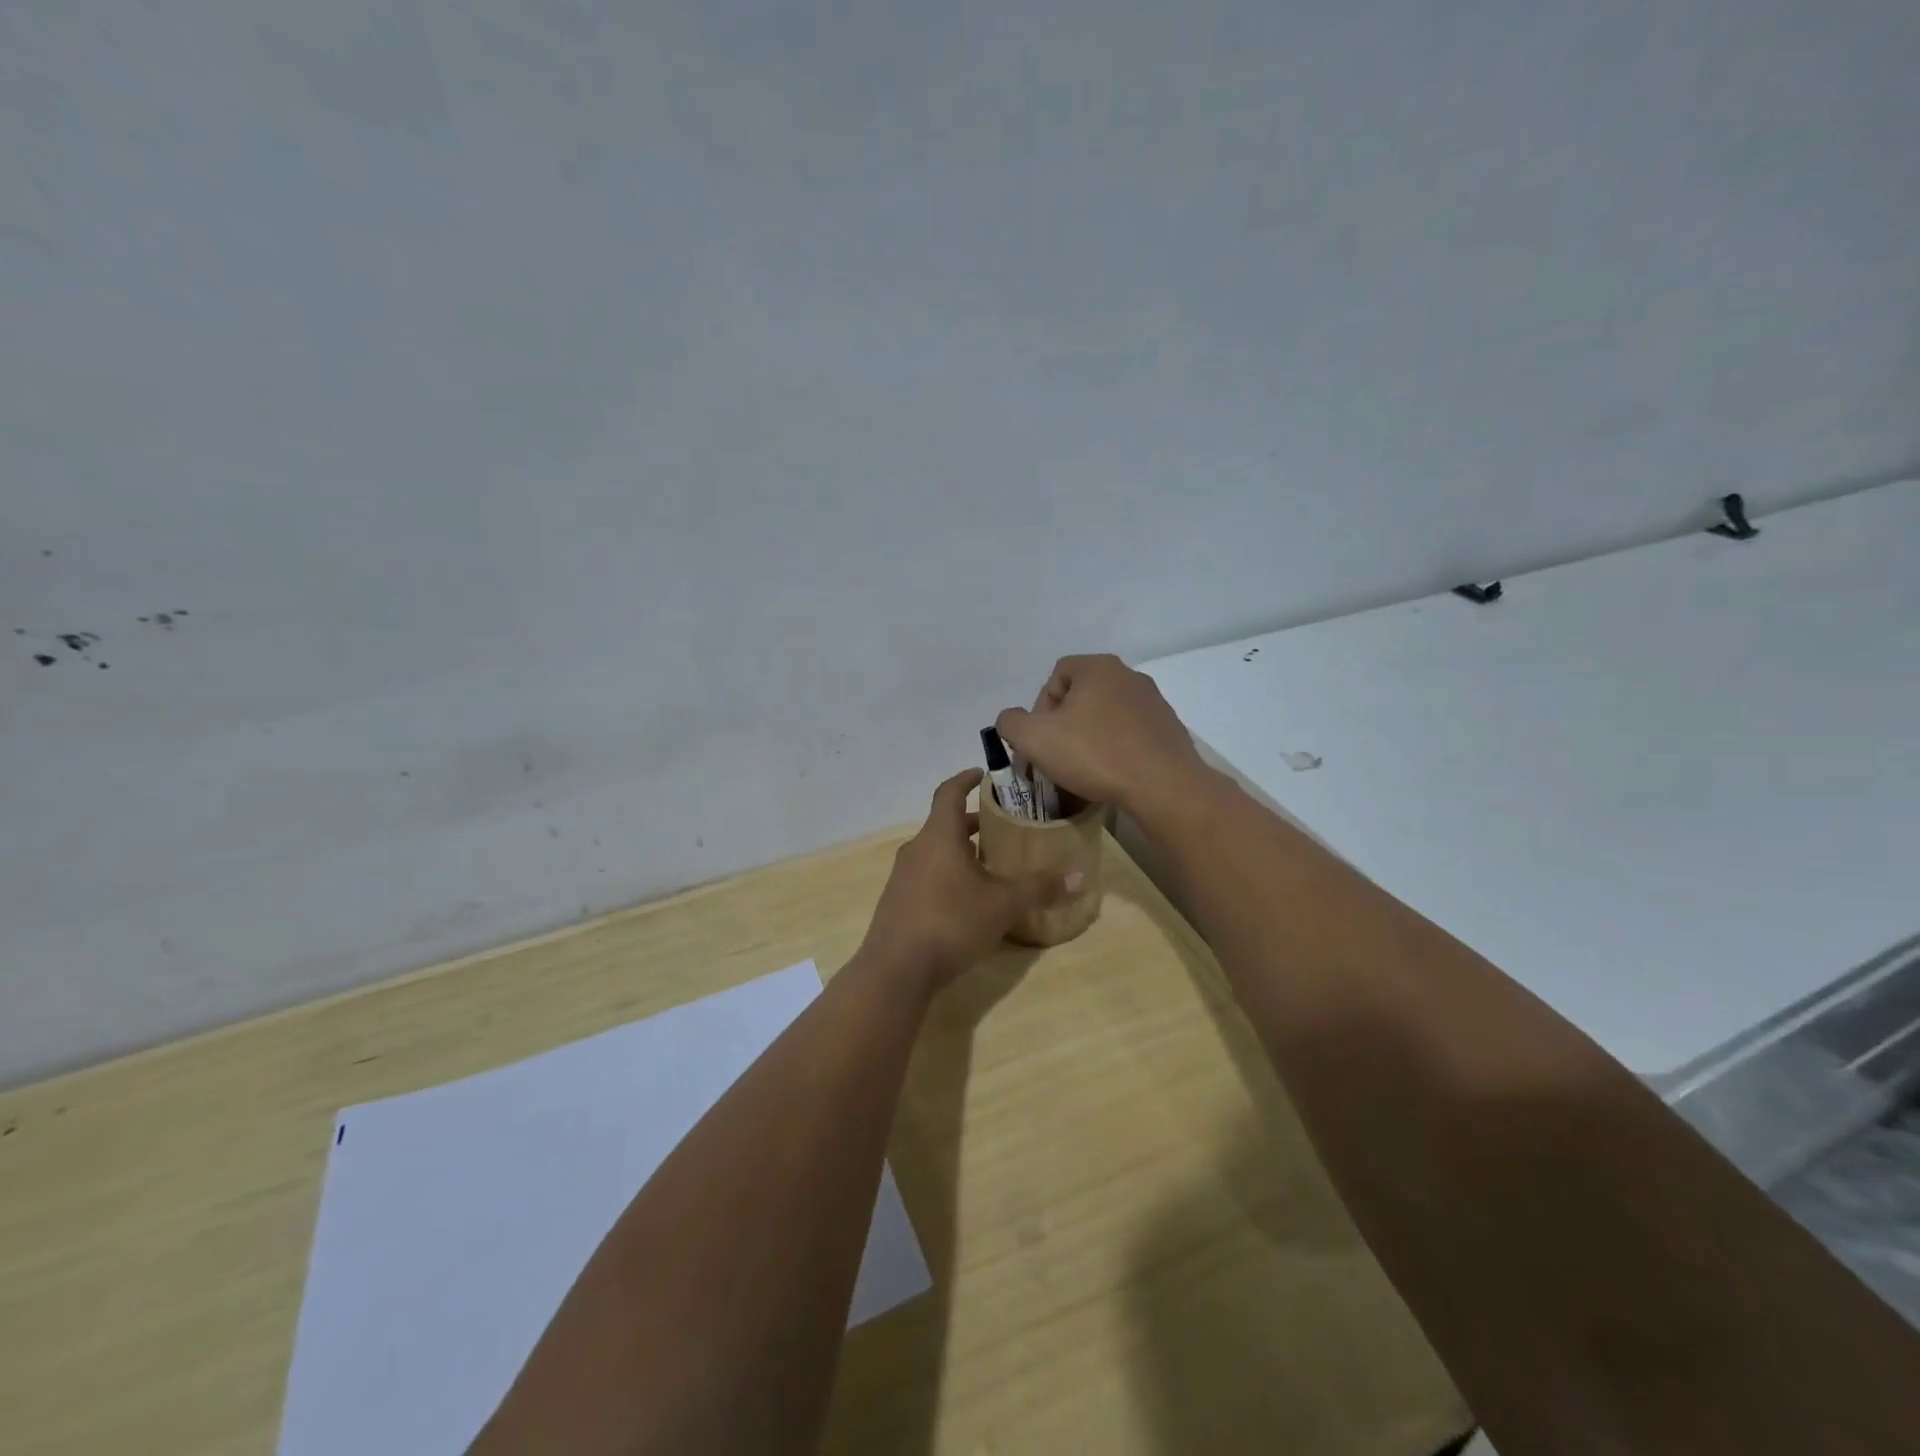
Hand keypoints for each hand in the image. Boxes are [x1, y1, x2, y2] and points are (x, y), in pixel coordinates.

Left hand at [861, 769, 1072, 990]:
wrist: (896, 971)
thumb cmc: (950, 922)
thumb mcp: (1002, 905)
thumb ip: (1039, 888)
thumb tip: (1080, 876)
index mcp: (938, 836)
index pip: (948, 792)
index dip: (966, 779)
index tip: (983, 774)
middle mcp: (917, 849)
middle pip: (945, 824)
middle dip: (973, 823)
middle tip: (1003, 827)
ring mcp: (903, 877)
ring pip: (936, 852)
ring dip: (961, 851)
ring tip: (992, 865)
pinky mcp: (898, 903)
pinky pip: (927, 876)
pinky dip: (949, 875)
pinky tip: (969, 900)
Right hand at [994, 654, 1204, 816]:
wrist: (1163, 786)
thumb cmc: (1094, 754)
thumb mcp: (1033, 739)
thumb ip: (1011, 723)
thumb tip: (1012, 721)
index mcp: (1098, 668)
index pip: (1056, 675)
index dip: (1040, 708)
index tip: (1040, 739)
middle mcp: (1129, 676)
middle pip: (1082, 696)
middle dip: (1064, 725)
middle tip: (1057, 756)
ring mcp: (1154, 702)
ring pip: (1107, 716)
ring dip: (1090, 738)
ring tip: (1083, 770)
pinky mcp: (1169, 729)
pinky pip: (1130, 734)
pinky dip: (1116, 749)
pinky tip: (1112, 774)